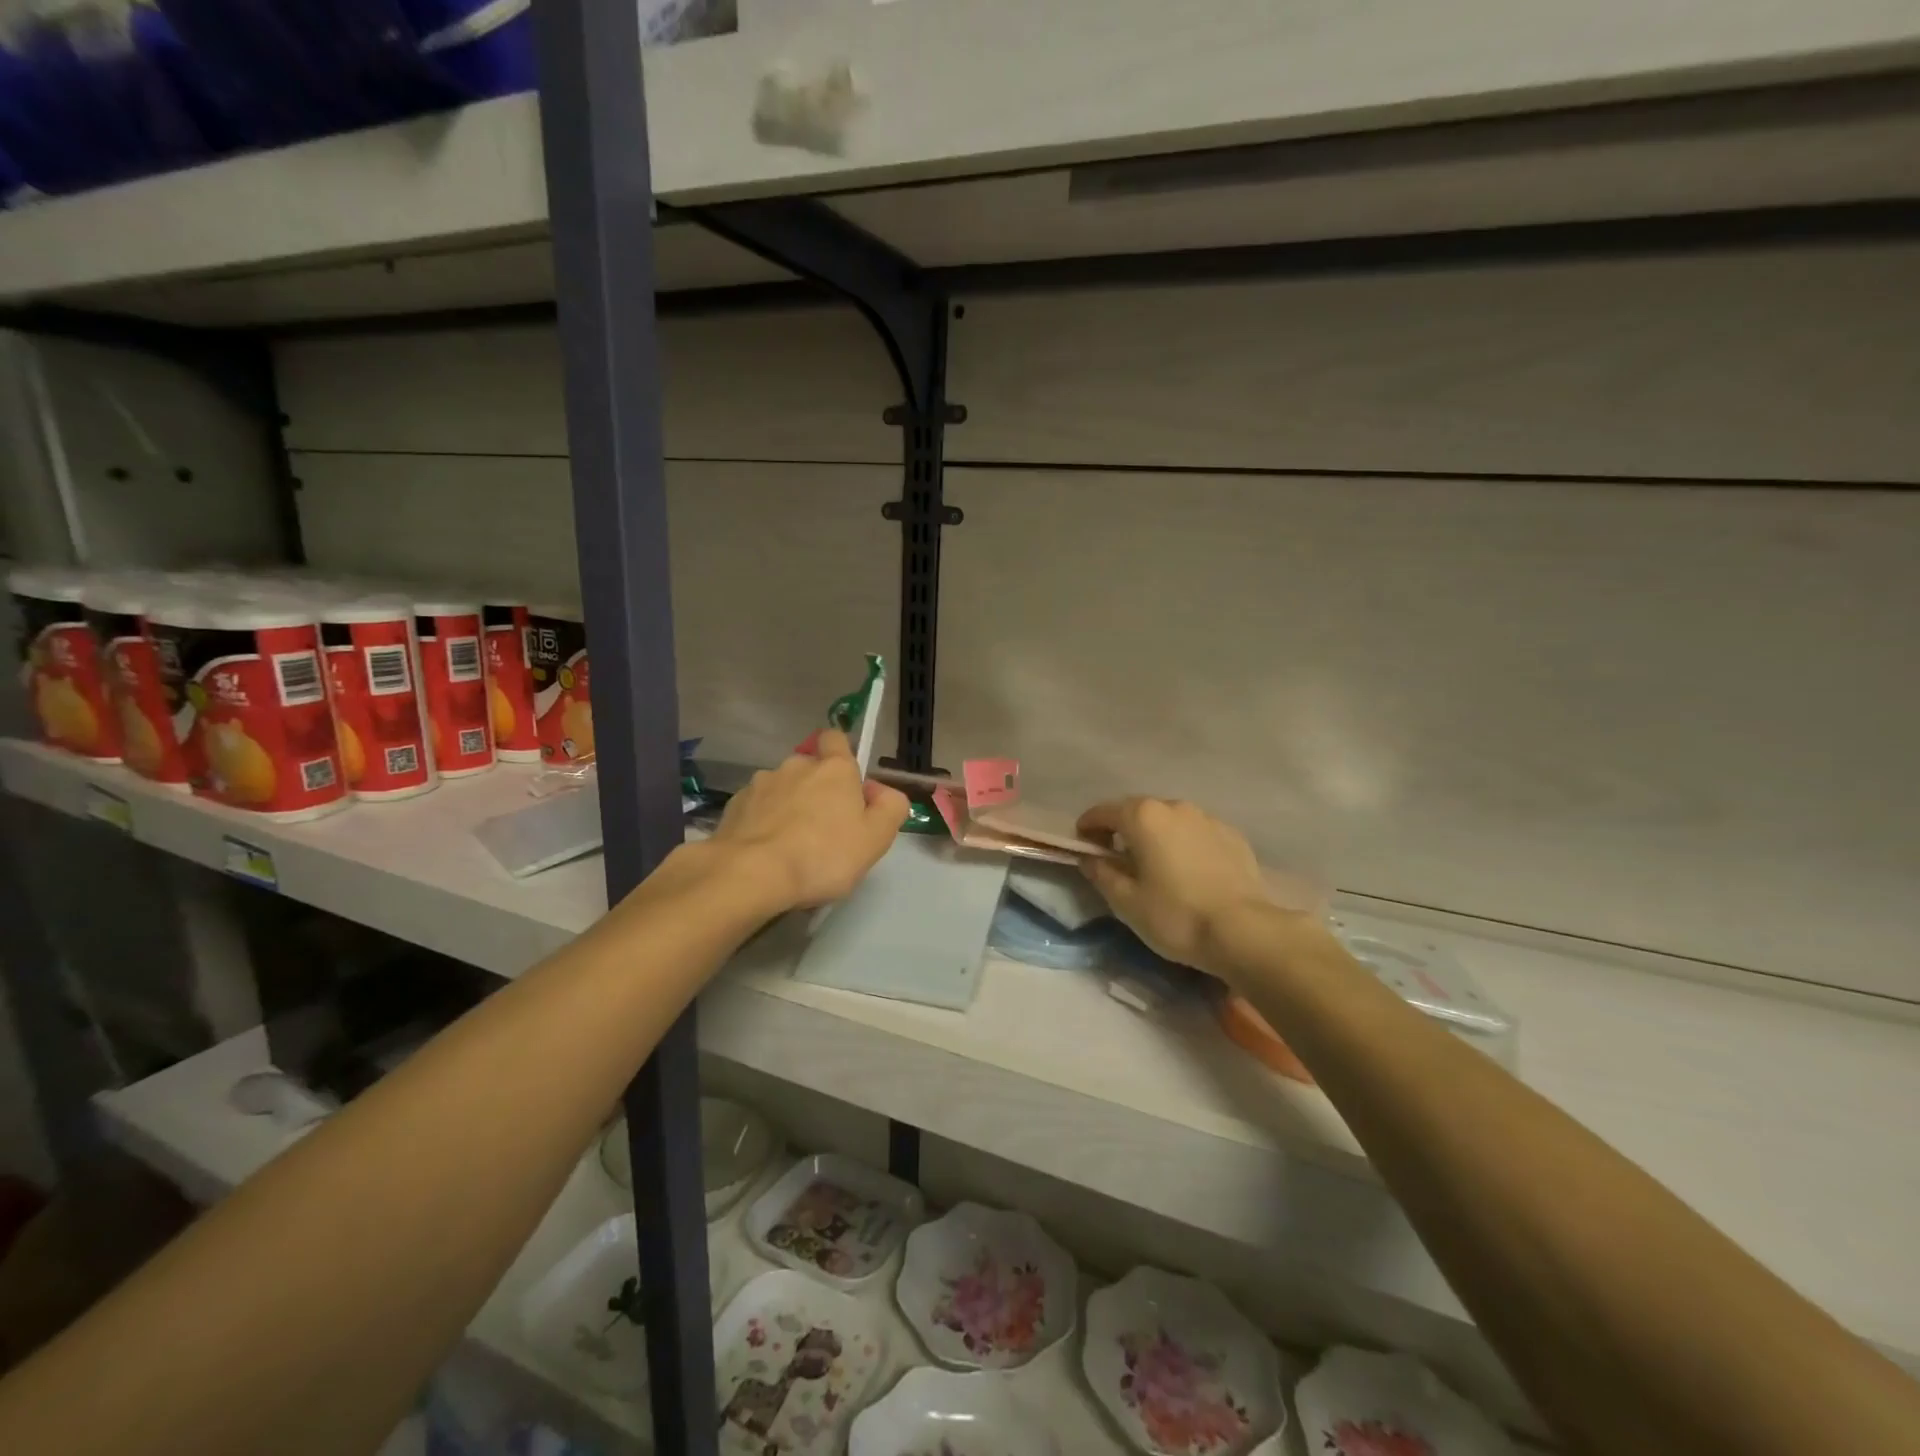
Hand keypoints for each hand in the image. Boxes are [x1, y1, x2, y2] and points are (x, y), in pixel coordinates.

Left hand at [711, 729, 909, 909]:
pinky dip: (763, 822)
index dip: (842, 754)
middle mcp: (796, 765)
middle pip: (810, 767)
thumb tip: (882, 792)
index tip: (847, 783)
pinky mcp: (734, 806)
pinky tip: (766, 851)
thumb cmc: (823, 855)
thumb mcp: (876, 838)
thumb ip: (890, 808)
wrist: (751, 874)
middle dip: (817, 788)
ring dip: (788, 805)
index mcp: (833, 768)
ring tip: (792, 844)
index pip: (836, 738)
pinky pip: (757, 808)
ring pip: (782, 788)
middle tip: (825, 827)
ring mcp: (761, 784)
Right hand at [1076, 797, 1271, 977]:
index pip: (1103, 812)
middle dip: (1121, 829)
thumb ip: (1101, 873)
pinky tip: (1187, 870)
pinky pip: (1196, 833)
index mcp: (1143, 817)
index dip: (1088, 827)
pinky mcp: (1232, 836)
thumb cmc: (1176, 916)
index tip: (1083, 846)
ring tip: (1154, 864)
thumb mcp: (1126, 901)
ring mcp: (1208, 819)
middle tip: (1115, 857)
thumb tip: (1090, 858)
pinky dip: (1184, 844)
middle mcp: (1175, 807)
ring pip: (1170, 820)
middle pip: (1137, 811)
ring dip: (1155, 835)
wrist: (1244, 932)